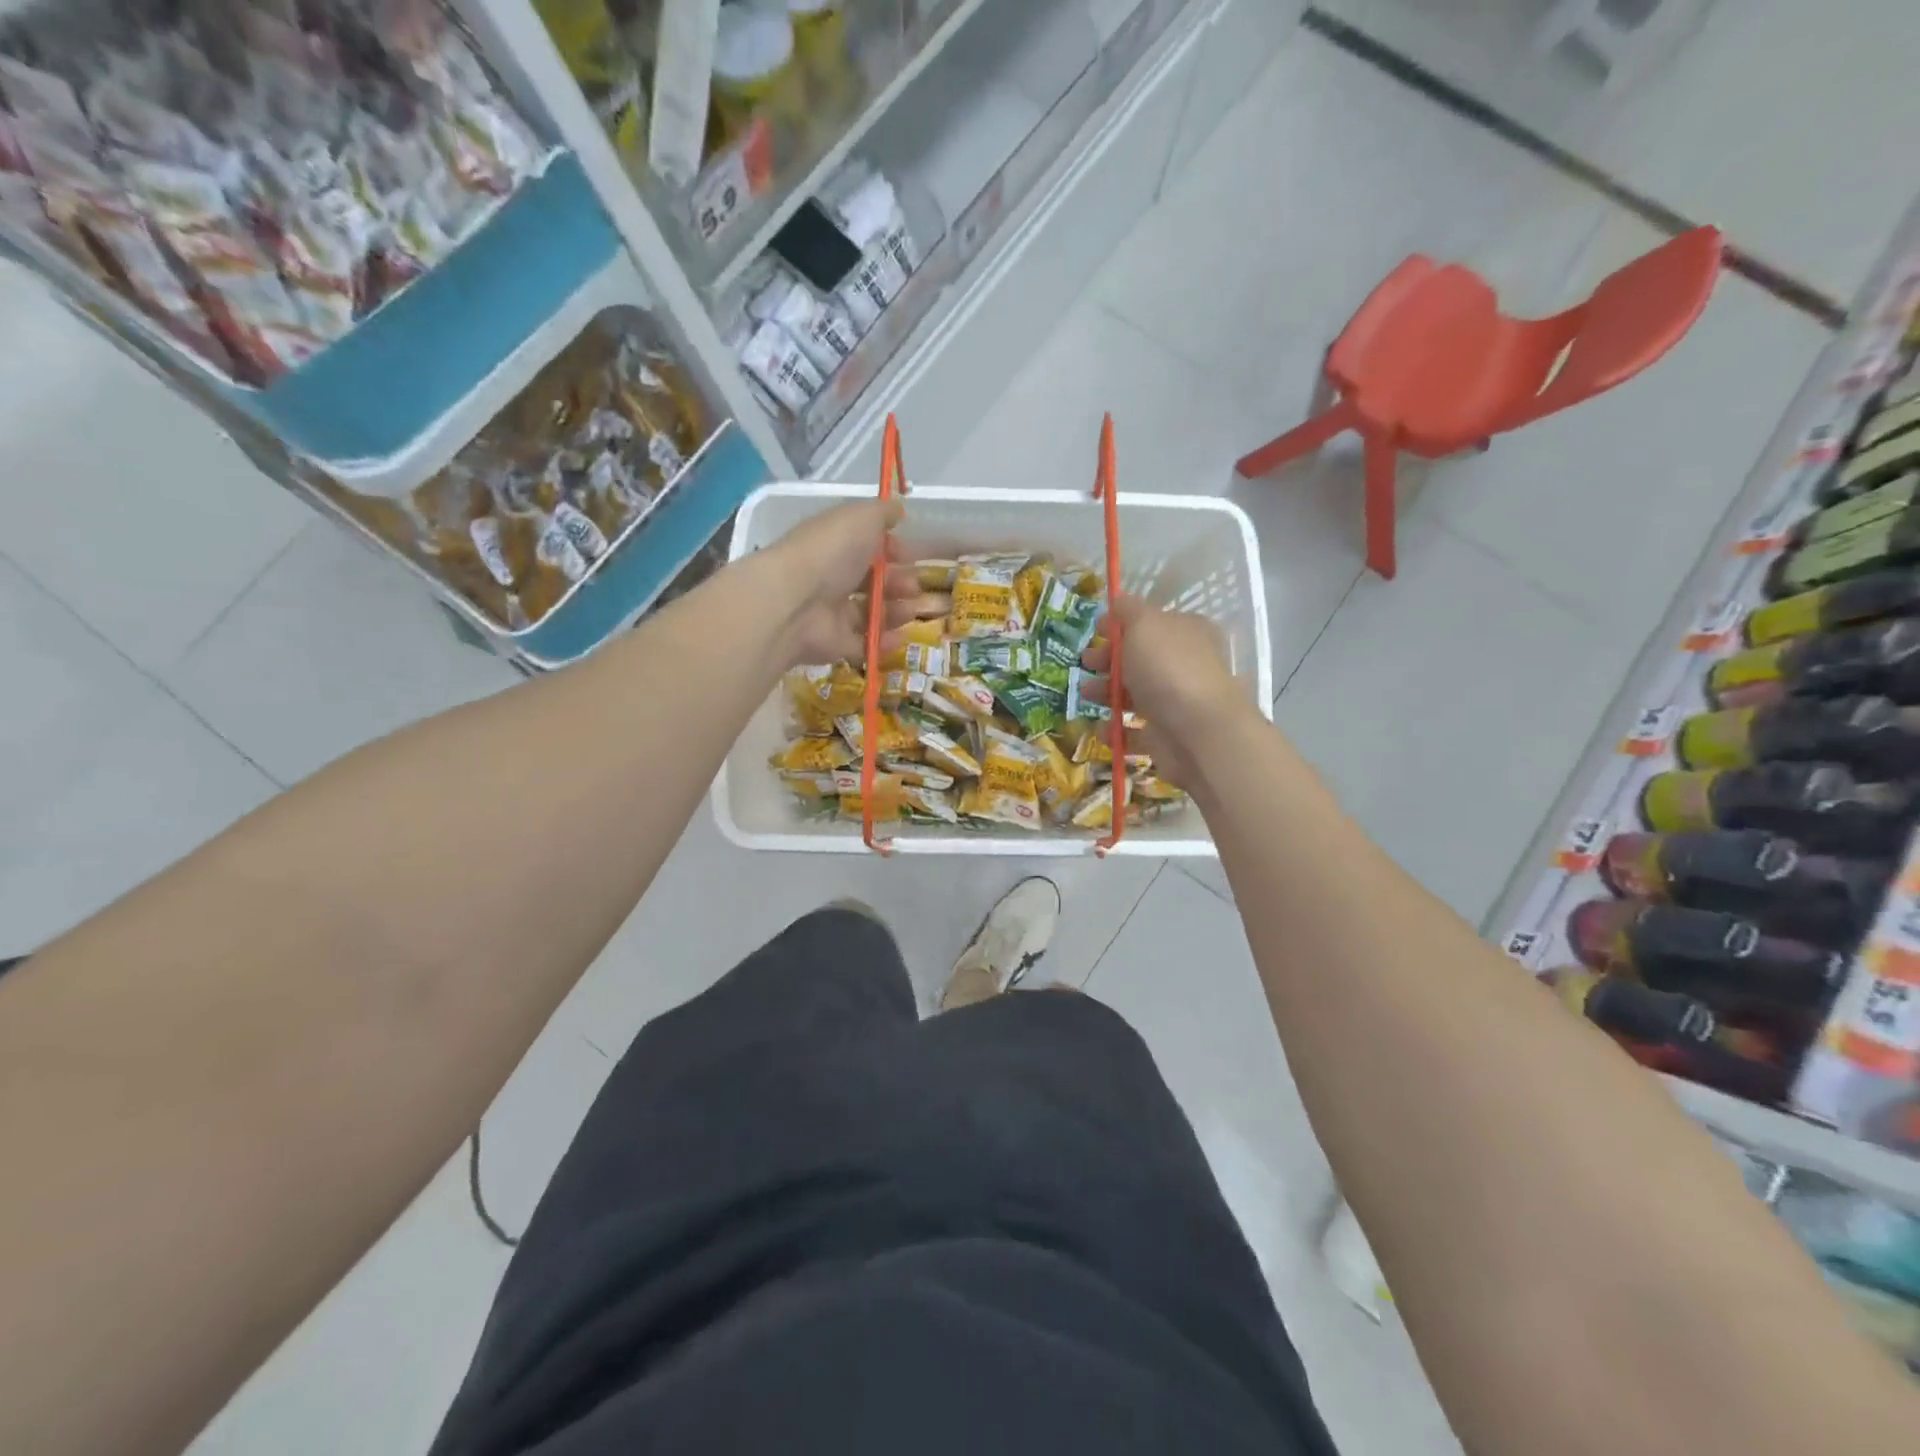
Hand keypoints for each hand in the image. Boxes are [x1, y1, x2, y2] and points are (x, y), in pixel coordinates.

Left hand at [756, 500, 948, 666]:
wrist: (794, 602)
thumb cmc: (830, 552)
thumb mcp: (861, 518)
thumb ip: (882, 513)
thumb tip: (898, 509)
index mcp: (834, 545)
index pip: (866, 546)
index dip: (892, 550)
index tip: (911, 556)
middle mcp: (831, 577)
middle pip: (871, 582)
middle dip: (898, 583)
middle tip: (913, 587)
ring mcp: (831, 613)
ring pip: (869, 613)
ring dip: (896, 612)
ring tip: (910, 611)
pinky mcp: (833, 644)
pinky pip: (863, 644)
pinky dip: (883, 642)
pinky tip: (900, 637)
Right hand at [1080, 596, 1255, 789]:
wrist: (1198, 733)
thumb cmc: (1168, 669)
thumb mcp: (1145, 624)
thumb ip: (1128, 610)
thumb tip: (1119, 600)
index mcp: (1186, 632)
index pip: (1151, 623)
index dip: (1121, 625)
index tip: (1095, 631)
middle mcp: (1185, 665)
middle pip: (1140, 659)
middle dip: (1108, 661)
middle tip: (1086, 665)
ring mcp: (1177, 704)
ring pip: (1135, 695)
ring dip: (1106, 694)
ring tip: (1086, 697)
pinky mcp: (1166, 737)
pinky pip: (1135, 732)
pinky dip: (1116, 730)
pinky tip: (1102, 728)